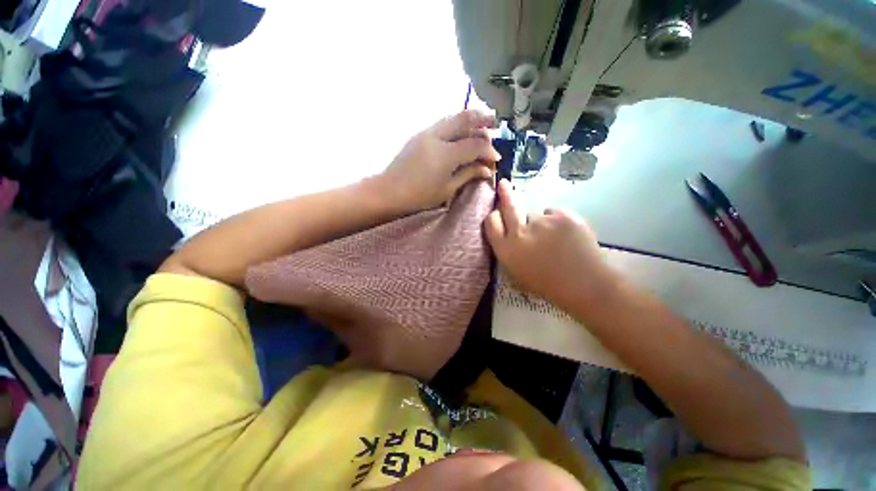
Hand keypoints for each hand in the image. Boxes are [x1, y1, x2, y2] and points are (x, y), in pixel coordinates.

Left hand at [379, 110, 500, 211]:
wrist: (389, 191)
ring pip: (453, 117)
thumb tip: (487, 169)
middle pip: (465, 119)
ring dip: (469, 119)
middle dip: (484, 119)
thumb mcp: (447, 189)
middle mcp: (437, 137)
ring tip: (481, 125)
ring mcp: (426, 133)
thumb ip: (468, 174)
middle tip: (496, 123)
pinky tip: (461, 133)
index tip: (497, 158)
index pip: (475, 145)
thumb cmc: (420, 196)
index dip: (489, 150)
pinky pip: (443, 123)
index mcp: (446, 154)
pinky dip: (456, 125)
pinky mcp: (420, 135)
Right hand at [484, 179, 613, 307]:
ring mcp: (542, 222)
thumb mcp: (516, 272)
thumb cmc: (547, 284)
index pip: (491, 223)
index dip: (494, 216)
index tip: (497, 214)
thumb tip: (507, 233)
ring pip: (536, 214)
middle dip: (505, 194)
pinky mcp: (563, 215)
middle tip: (503, 184)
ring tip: (554, 239)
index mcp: (506, 250)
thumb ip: (508, 250)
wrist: (584, 285)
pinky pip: (554, 213)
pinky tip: (566, 236)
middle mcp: (519, 232)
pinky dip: (557, 221)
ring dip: (540, 222)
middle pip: (509, 206)